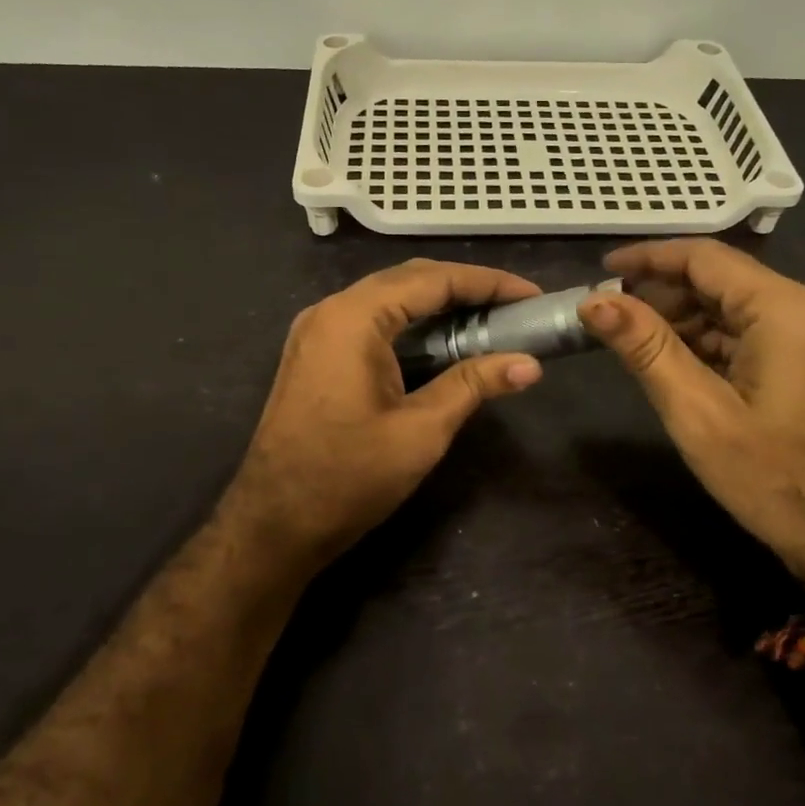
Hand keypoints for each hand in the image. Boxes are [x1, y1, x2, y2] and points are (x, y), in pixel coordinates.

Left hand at [221, 259, 544, 570]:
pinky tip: (443, 342)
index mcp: (353, 318)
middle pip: (409, 280)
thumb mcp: (421, 431)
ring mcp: (318, 331)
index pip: (432, 280)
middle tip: (515, 307)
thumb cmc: (348, 478)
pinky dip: (412, 323)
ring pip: (389, 298)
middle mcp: (330, 310)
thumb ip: (474, 386)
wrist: (273, 525)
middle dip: (465, 288)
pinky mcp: (316, 353)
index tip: (531, 295)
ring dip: (439, 304)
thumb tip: (530, 364)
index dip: (487, 283)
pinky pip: (372, 320)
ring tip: (489, 320)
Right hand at [579, 239, 804, 597]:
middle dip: (662, 293)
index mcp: (787, 308)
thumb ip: (646, 348)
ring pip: (735, 303)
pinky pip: (754, 329)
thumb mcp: (698, 414)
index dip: (647, 258)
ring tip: (632, 339)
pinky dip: (711, 338)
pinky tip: (675, 359)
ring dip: (684, 317)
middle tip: (609, 314)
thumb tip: (594, 300)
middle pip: (721, 278)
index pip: (704, 258)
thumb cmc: (775, 480)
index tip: (601, 269)